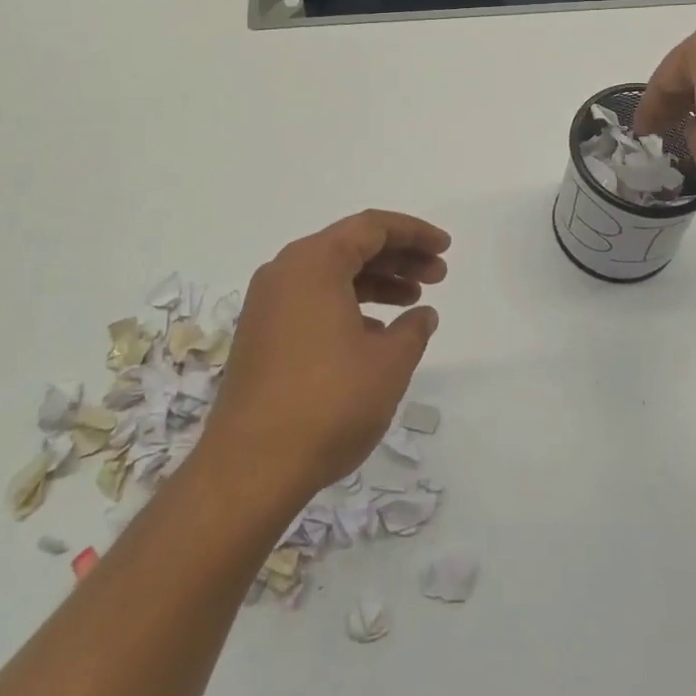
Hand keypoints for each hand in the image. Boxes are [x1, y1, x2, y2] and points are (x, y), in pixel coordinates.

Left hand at [200, 210, 449, 504]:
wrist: (250, 467)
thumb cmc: (329, 403)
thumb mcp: (388, 363)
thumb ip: (413, 330)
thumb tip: (422, 315)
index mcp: (314, 263)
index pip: (372, 227)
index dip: (415, 233)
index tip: (445, 248)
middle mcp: (285, 272)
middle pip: (350, 246)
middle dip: (398, 257)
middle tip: (437, 275)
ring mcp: (268, 304)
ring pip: (331, 275)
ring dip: (375, 282)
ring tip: (413, 302)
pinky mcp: (261, 335)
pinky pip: (313, 300)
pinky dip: (348, 305)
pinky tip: (375, 333)